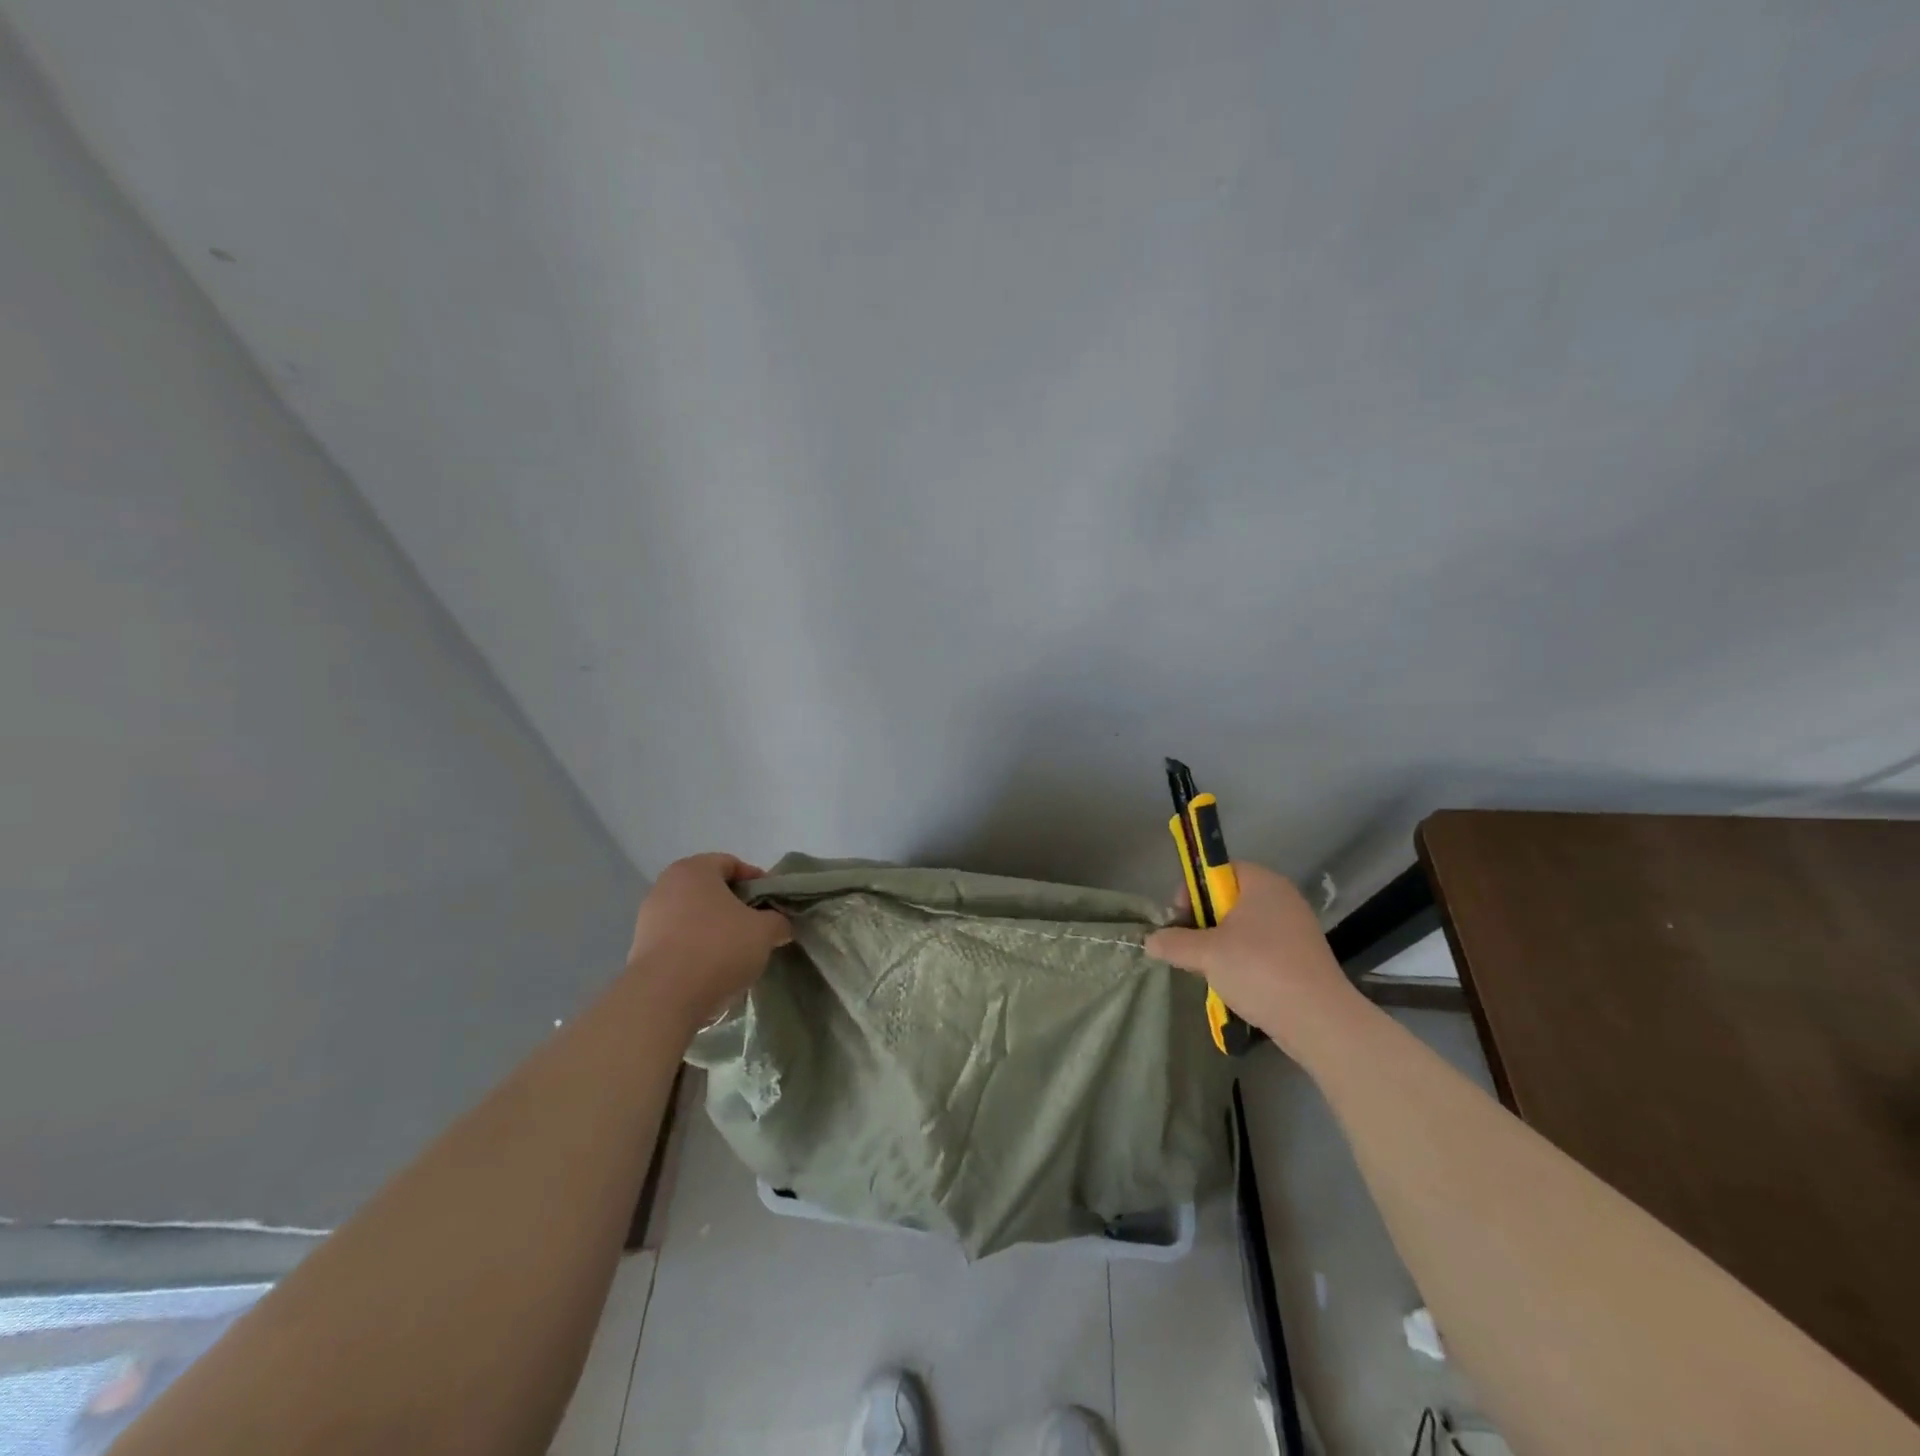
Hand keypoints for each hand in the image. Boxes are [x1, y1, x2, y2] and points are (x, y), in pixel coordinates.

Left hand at [625, 854, 791, 1028]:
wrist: (664, 997)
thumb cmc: (718, 948)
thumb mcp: (764, 931)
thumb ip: (778, 921)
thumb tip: (779, 926)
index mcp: (694, 870)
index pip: (731, 863)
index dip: (756, 880)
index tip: (772, 902)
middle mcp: (666, 886)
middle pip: (709, 890)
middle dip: (735, 906)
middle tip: (757, 925)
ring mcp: (648, 918)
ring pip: (692, 916)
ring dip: (715, 929)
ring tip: (736, 952)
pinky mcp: (640, 949)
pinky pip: (678, 941)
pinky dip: (696, 949)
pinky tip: (712, 970)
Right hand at [1145, 862, 1356, 1055]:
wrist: (1319, 1021)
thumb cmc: (1259, 970)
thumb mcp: (1206, 954)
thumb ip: (1173, 942)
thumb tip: (1149, 941)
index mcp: (1262, 883)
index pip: (1217, 870)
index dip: (1192, 890)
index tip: (1179, 918)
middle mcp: (1282, 898)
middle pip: (1229, 899)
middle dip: (1204, 922)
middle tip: (1189, 947)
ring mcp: (1296, 929)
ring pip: (1244, 927)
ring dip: (1221, 945)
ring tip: (1209, 970)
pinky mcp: (1302, 958)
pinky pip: (1262, 949)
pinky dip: (1243, 962)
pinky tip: (1234, 984)